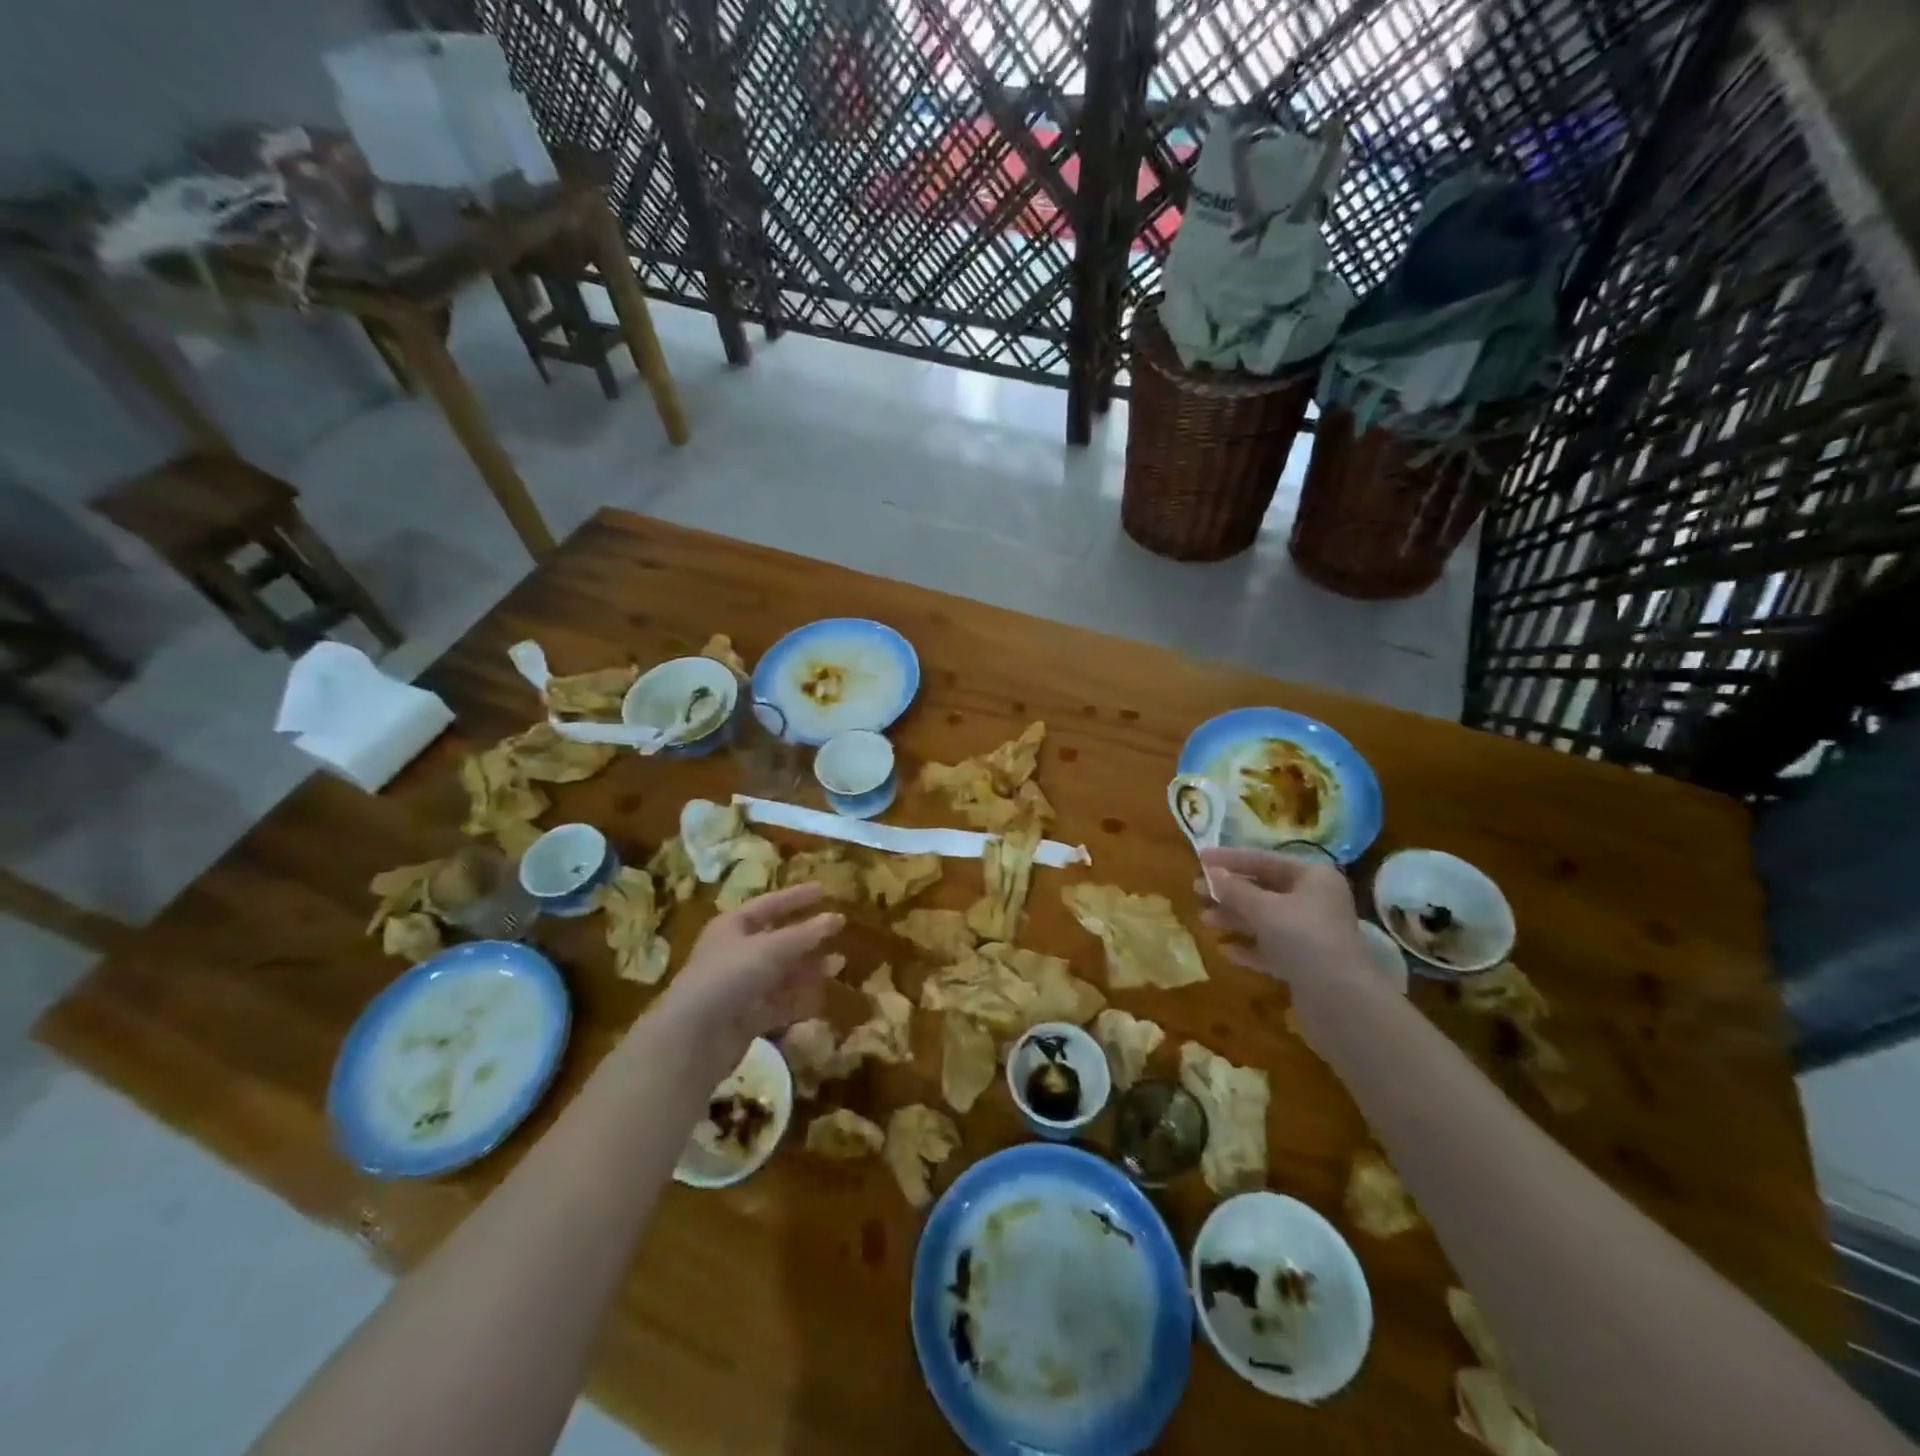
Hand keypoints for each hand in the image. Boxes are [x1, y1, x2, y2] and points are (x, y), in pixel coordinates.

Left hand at [650, 884, 843, 1065]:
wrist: (693, 1037)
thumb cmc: (729, 977)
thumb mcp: (770, 949)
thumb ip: (805, 934)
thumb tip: (837, 917)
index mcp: (732, 926)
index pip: (769, 904)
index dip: (796, 897)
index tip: (824, 890)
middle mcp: (735, 953)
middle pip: (777, 939)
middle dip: (807, 937)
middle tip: (838, 931)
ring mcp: (740, 986)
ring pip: (780, 972)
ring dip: (807, 969)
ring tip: (837, 965)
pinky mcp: (746, 1017)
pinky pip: (778, 1002)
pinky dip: (798, 999)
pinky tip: (821, 998)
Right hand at [1198, 847, 1367, 993]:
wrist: (1339, 998)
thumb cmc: (1302, 937)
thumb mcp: (1263, 908)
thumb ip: (1234, 889)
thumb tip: (1212, 872)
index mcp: (1313, 877)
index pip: (1264, 860)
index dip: (1230, 858)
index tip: (1199, 858)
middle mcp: (1316, 900)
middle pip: (1264, 889)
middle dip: (1229, 892)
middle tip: (1196, 891)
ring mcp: (1312, 933)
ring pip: (1266, 919)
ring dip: (1235, 918)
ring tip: (1203, 919)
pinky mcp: (1307, 963)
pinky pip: (1272, 947)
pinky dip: (1249, 946)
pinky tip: (1225, 950)